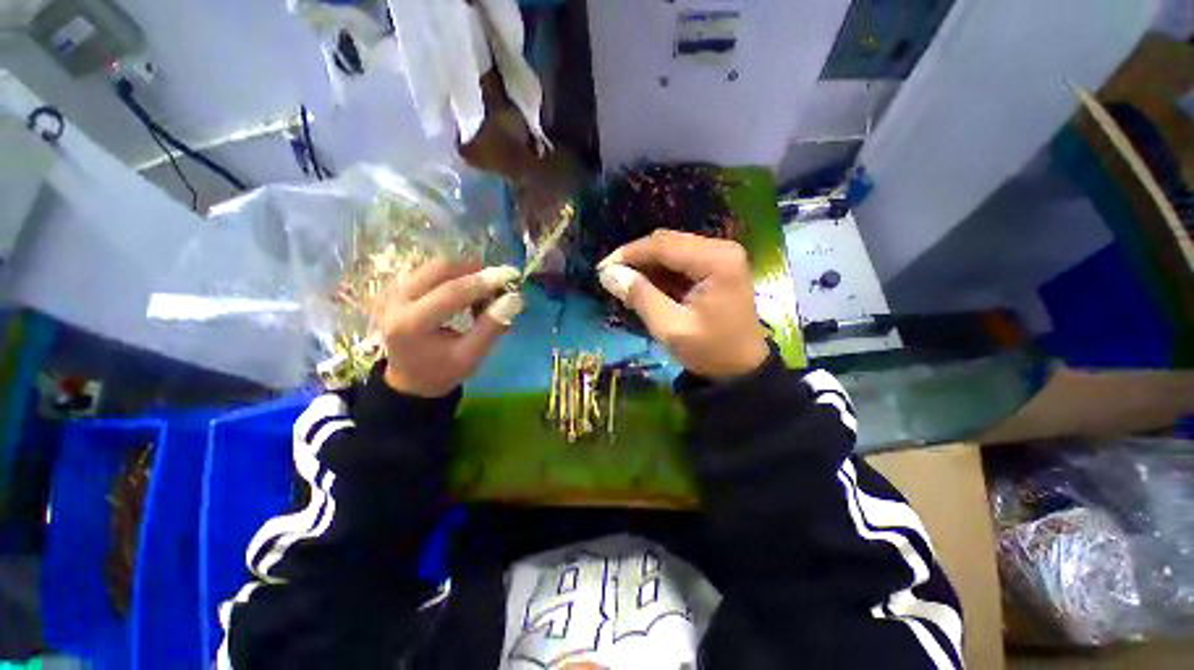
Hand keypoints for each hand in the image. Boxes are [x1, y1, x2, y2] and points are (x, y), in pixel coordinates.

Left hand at [380, 260, 524, 396]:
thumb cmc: (442, 372)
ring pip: (433, 267)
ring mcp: (394, 294)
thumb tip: (513, 299)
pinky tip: (466, 289)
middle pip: (438, 270)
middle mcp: (397, 302)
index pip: (451, 292)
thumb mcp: (471, 357)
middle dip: (472, 270)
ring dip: (463, 271)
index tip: (508, 276)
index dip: (482, 283)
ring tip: (483, 287)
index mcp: (412, 324)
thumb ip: (491, 327)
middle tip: (496, 280)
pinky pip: (428, 272)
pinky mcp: (397, 291)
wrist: (410, 381)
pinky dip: (452, 275)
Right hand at [598, 230, 768, 379]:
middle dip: (636, 258)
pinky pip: (680, 261)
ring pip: (671, 250)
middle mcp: (721, 248)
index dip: (629, 254)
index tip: (602, 269)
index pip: (663, 245)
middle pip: (667, 242)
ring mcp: (720, 256)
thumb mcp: (670, 327)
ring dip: (646, 266)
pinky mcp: (716, 267)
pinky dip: (660, 272)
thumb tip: (607, 273)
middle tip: (611, 278)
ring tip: (625, 285)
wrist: (741, 369)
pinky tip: (645, 287)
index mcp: (716, 260)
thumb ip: (640, 296)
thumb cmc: (710, 351)